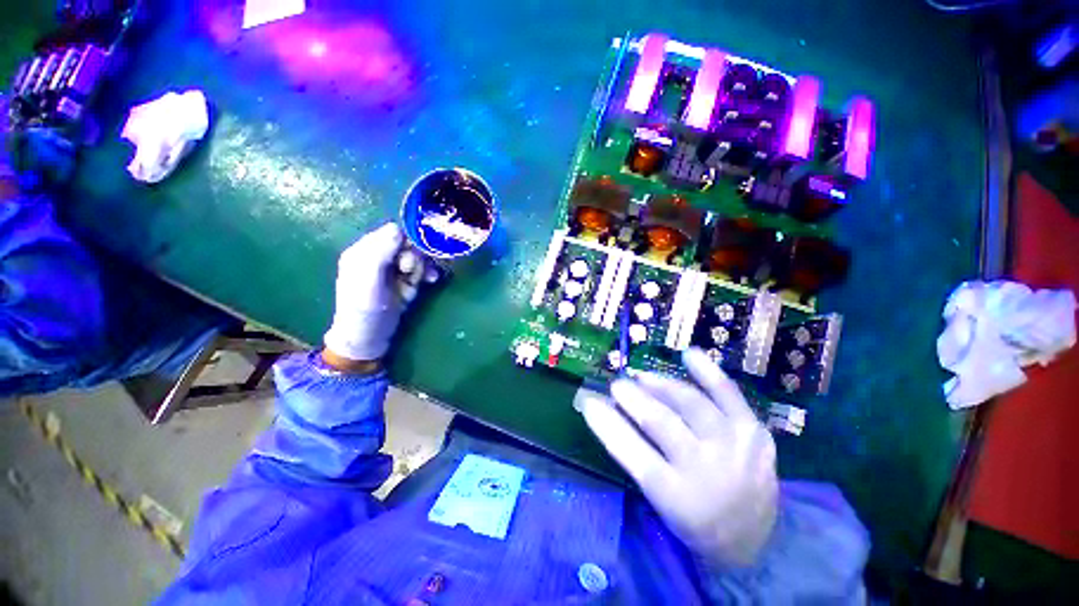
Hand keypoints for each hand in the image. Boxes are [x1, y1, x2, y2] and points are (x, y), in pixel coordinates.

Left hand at [323, 222, 435, 363]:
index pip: (391, 232)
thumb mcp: (368, 281)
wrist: (369, 338)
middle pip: (408, 244)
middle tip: (410, 272)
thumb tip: (397, 228)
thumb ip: (380, 253)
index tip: (410, 256)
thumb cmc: (363, 310)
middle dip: (415, 256)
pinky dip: (429, 273)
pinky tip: (432, 280)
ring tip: (422, 280)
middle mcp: (380, 257)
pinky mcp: (406, 280)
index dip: (406, 241)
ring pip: (418, 257)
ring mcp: (394, 269)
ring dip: (423, 266)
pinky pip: (422, 269)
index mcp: (364, 251)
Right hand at [578, 347, 778, 565]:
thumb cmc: (695, 520)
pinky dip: (706, 371)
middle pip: (659, 421)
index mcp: (676, 496)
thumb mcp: (658, 500)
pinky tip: (689, 354)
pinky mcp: (753, 431)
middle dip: (631, 397)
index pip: (631, 451)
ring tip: (642, 377)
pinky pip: (728, 392)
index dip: (605, 422)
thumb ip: (633, 453)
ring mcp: (734, 446)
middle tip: (617, 385)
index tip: (588, 401)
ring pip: (688, 402)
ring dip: (660, 385)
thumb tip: (607, 410)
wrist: (757, 538)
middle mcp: (706, 469)